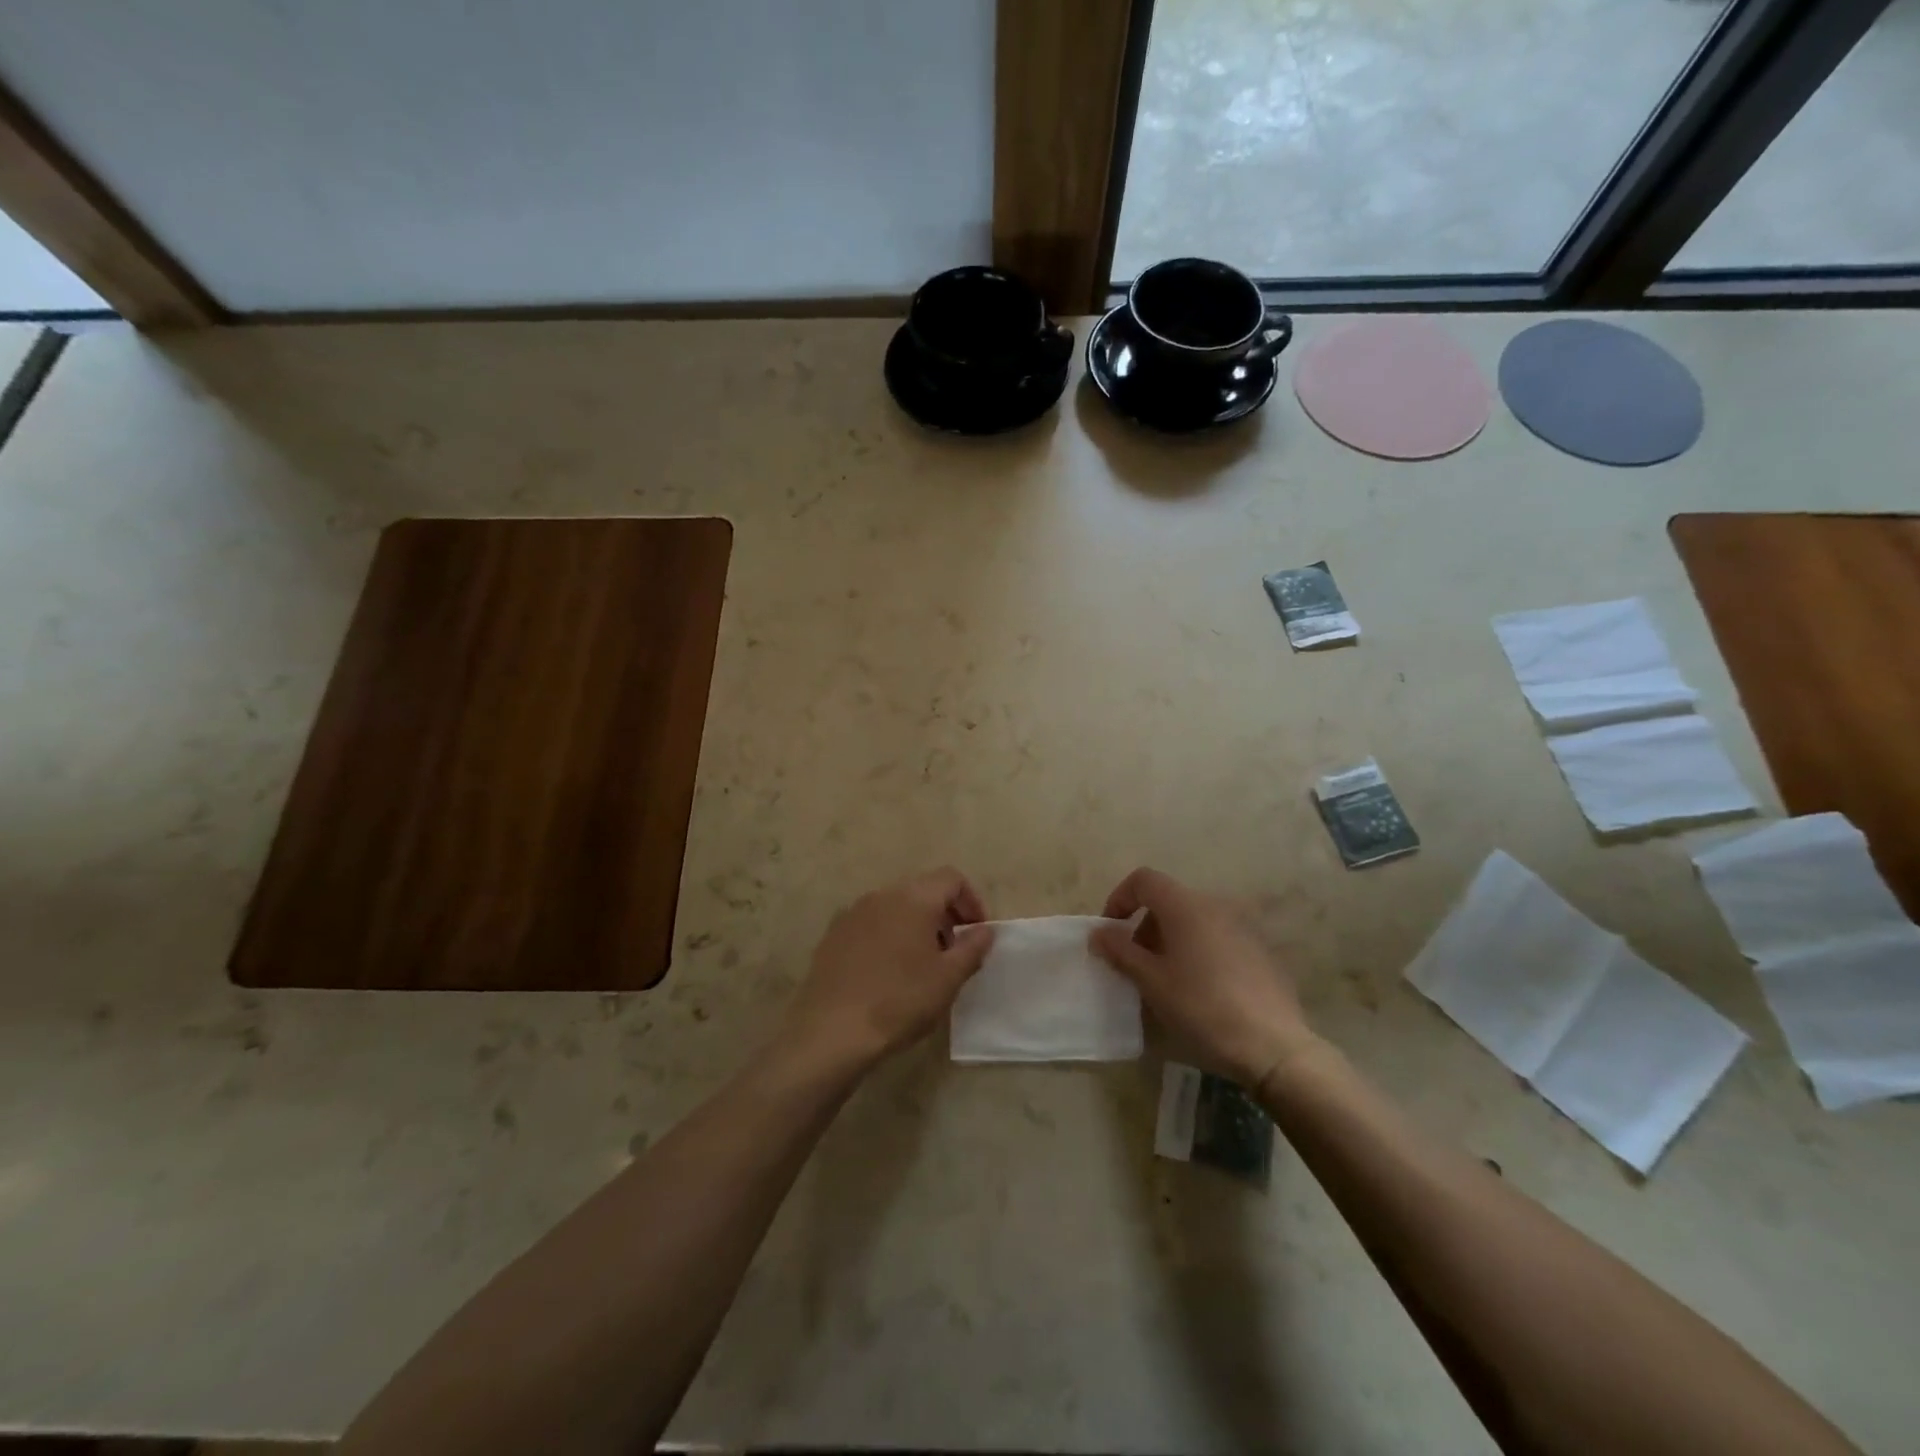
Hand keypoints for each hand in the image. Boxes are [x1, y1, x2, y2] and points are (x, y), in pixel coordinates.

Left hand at [784, 866, 994, 1073]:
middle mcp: (882, 895)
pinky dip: (889, 936)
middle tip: (954, 951)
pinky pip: (872, 923)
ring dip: (916, 925)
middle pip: (922, 889)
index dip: (971, 901)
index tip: (977, 934)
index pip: (951, 879)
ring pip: (896, 906)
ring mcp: (853, 913)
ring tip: (922, 964)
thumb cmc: (900, 1001)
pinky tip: (888, 972)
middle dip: (945, 914)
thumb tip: (985, 930)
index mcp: (913, 898)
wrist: (832, 1031)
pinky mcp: (833, 934)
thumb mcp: (948, 978)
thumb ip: (973, 948)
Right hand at [1090, 867, 1319, 1092]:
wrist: (1273, 1046)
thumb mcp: (1151, 981)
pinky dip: (1198, 951)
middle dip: (1144, 926)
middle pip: (1168, 900)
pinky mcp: (1260, 949)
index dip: (1120, 898)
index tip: (1110, 932)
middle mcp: (1216, 905)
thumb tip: (1098, 932)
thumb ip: (1120, 950)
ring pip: (1193, 920)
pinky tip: (1200, 989)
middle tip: (1135, 965)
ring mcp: (1243, 926)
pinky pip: (1217, 937)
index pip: (1144, 879)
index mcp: (1186, 906)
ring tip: (1166, 980)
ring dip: (1170, 940)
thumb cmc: (1202, 1007)